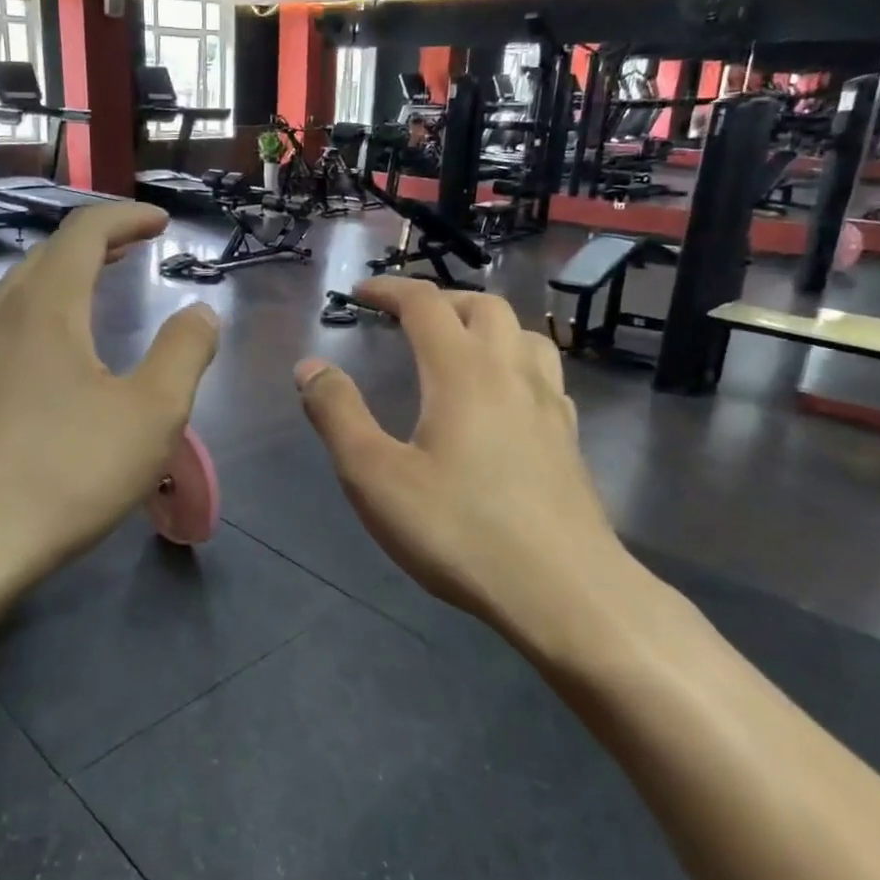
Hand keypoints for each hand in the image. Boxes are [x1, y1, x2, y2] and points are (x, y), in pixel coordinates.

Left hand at [0, 204, 218, 587]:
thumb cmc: (68, 472)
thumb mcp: (152, 413)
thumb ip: (184, 352)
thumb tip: (201, 312)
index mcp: (48, 306)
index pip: (85, 232)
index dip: (126, 218)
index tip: (161, 222)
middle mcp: (3, 315)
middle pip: (49, 254)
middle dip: (97, 241)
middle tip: (135, 247)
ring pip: (20, 288)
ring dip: (63, 274)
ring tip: (96, 286)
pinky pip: (6, 324)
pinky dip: (41, 310)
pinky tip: (54, 349)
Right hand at [296, 278, 688, 662]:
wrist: (561, 589)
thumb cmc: (458, 530)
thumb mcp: (375, 476)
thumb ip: (338, 414)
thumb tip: (310, 366)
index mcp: (462, 371)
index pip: (426, 304)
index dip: (390, 290)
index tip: (360, 293)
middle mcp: (512, 373)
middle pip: (484, 307)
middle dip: (441, 300)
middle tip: (408, 319)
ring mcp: (550, 405)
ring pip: (525, 335)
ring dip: (487, 325)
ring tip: (460, 347)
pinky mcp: (569, 440)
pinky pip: (545, 376)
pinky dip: (516, 364)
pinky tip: (504, 400)